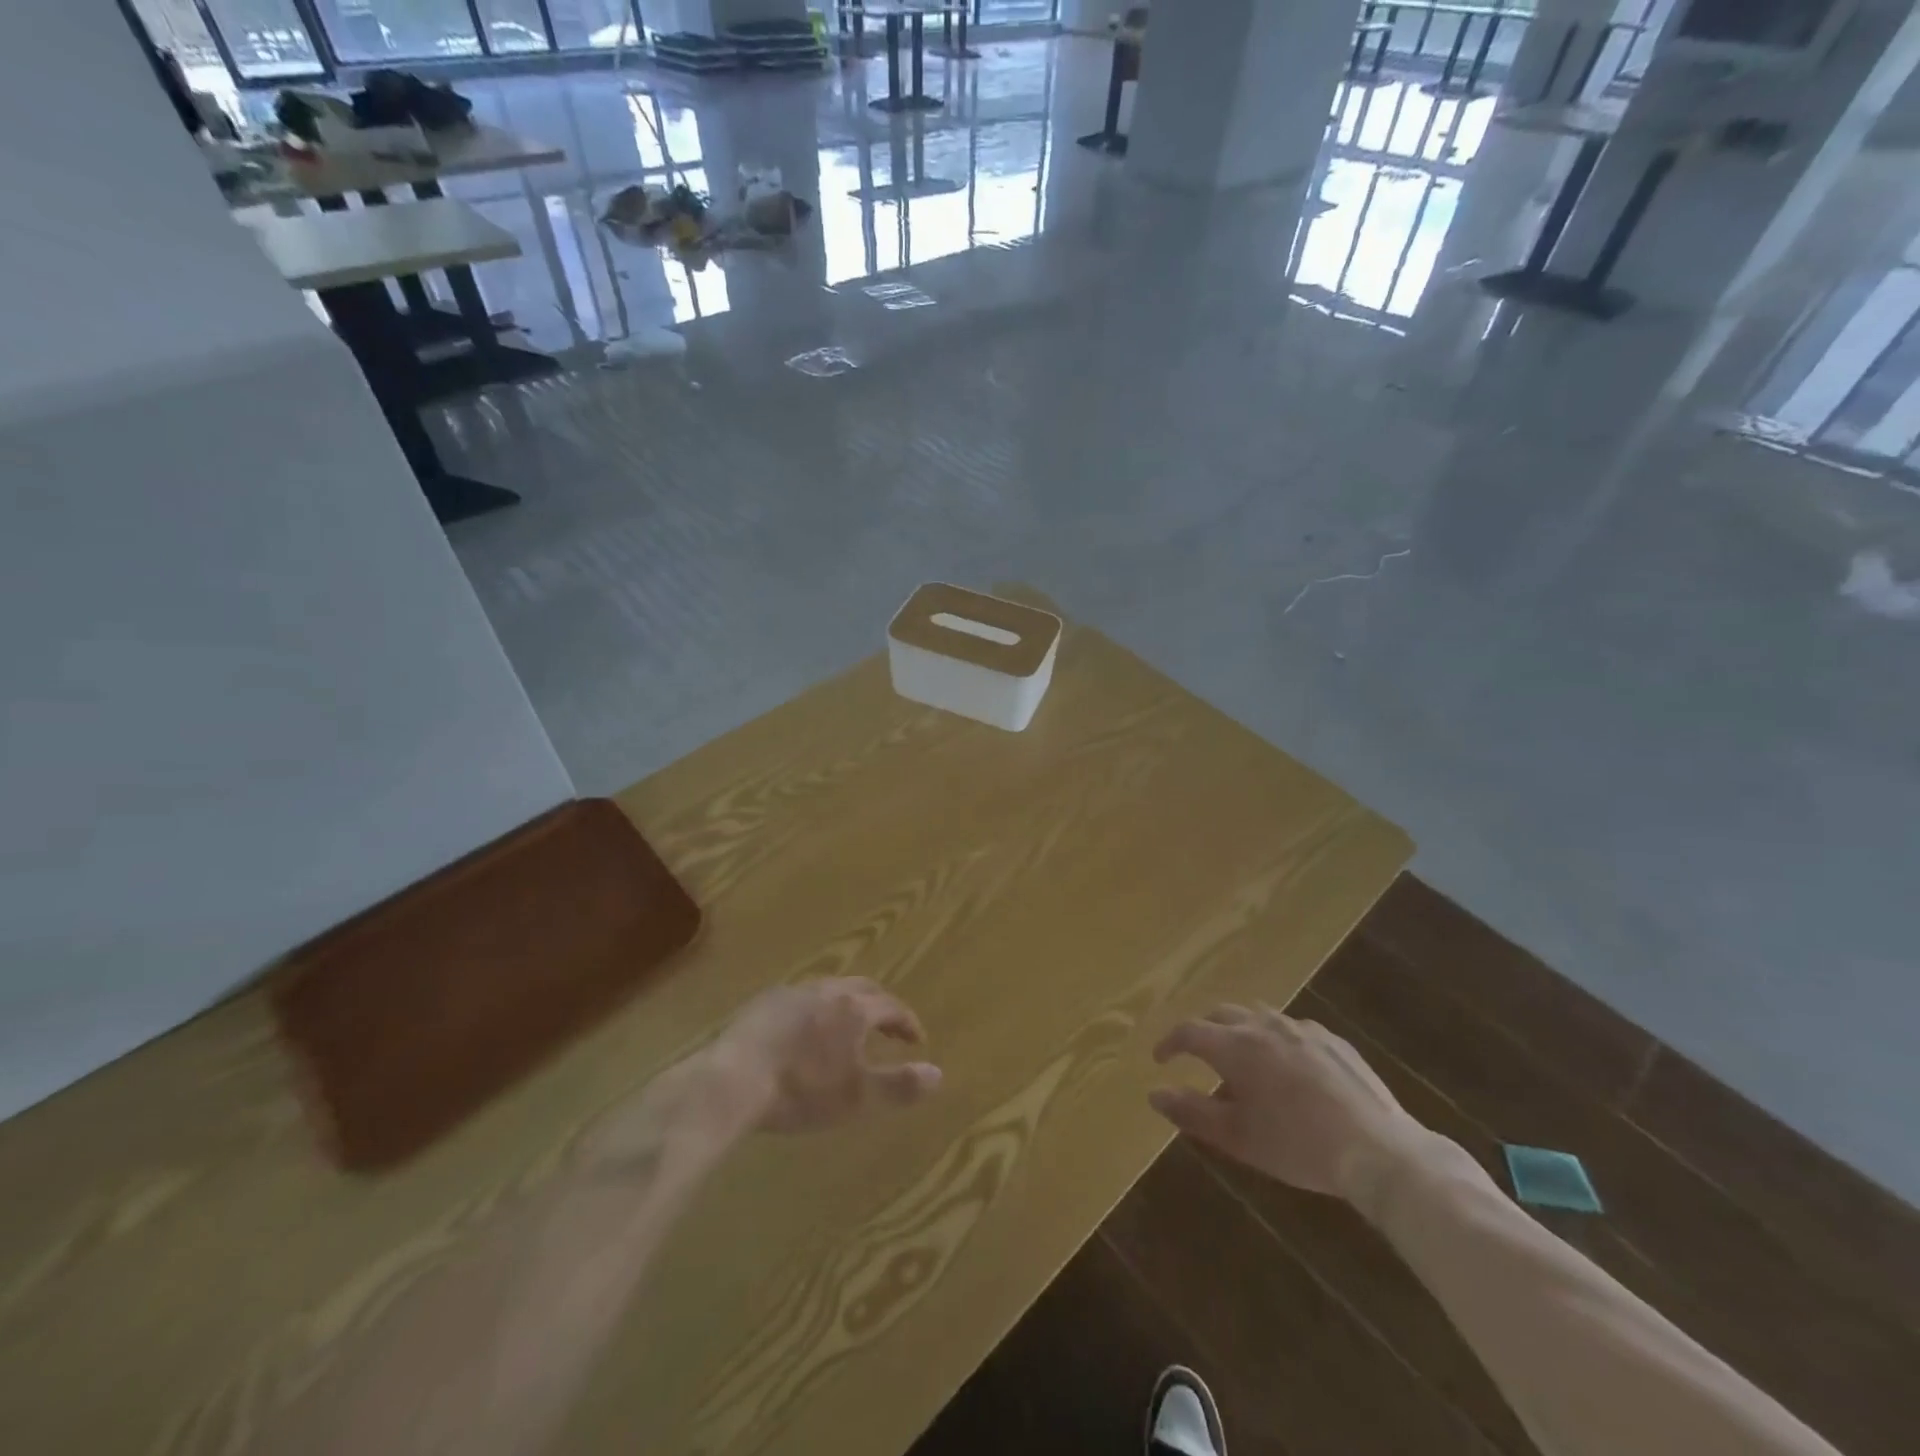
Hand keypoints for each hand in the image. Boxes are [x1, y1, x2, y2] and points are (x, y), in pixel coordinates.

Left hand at [705, 977, 942, 1133]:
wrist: (731, 1081)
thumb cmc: (800, 1090)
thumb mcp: (857, 1096)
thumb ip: (899, 1084)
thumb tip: (938, 1073)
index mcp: (853, 1009)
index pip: (891, 1006)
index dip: (907, 1022)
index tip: (916, 1040)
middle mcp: (827, 990)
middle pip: (863, 988)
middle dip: (880, 1004)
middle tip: (888, 1025)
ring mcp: (792, 992)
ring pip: (830, 989)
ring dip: (847, 1004)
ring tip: (847, 1026)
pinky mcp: (763, 1003)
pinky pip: (801, 998)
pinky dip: (816, 1009)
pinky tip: (804, 1030)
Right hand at [1148, 1005, 1429, 1201]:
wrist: (1378, 1150)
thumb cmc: (1297, 1145)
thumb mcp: (1237, 1137)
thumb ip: (1191, 1112)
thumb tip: (1154, 1094)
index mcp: (1236, 1046)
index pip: (1189, 1031)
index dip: (1169, 1043)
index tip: (1160, 1060)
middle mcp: (1264, 1026)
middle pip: (1222, 1015)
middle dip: (1203, 1031)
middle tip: (1197, 1055)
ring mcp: (1302, 1029)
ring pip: (1258, 1016)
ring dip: (1240, 1030)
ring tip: (1242, 1058)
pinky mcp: (1333, 1040)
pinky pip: (1293, 1028)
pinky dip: (1277, 1039)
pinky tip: (1288, 1067)